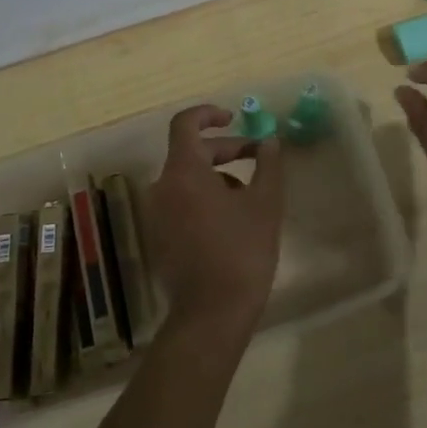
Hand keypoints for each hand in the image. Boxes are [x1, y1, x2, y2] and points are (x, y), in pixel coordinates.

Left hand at [143, 105, 284, 334]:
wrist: (212, 313)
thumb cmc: (242, 251)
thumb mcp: (265, 203)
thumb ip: (268, 165)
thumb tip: (269, 141)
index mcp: (183, 172)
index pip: (185, 124)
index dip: (208, 114)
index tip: (234, 117)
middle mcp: (162, 187)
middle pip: (190, 152)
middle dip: (225, 149)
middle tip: (257, 158)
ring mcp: (156, 214)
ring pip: (187, 179)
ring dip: (217, 176)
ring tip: (250, 195)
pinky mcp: (159, 237)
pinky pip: (181, 202)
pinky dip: (204, 198)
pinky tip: (232, 220)